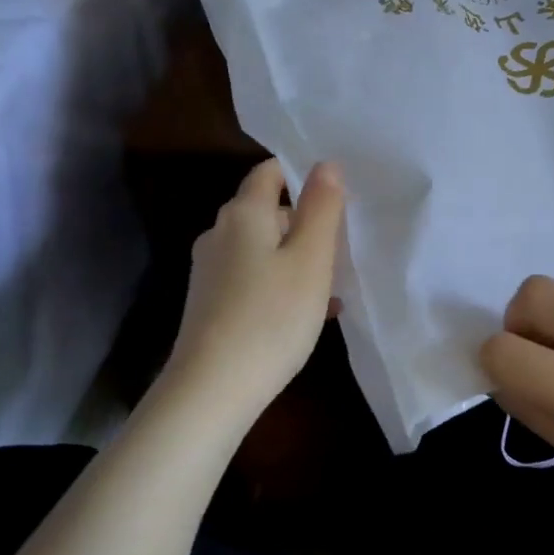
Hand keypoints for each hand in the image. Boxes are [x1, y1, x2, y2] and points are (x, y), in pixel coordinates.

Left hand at [165, 158, 344, 422]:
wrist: (212, 389)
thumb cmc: (272, 316)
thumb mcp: (311, 259)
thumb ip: (321, 208)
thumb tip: (326, 165)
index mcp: (243, 214)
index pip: (271, 171)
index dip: (304, 174)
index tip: (337, 195)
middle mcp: (219, 234)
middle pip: (268, 211)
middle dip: (306, 223)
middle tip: (343, 247)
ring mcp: (210, 270)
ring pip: (263, 248)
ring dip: (297, 258)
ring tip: (333, 286)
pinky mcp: (210, 302)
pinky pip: (253, 278)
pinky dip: (280, 284)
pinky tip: (308, 314)